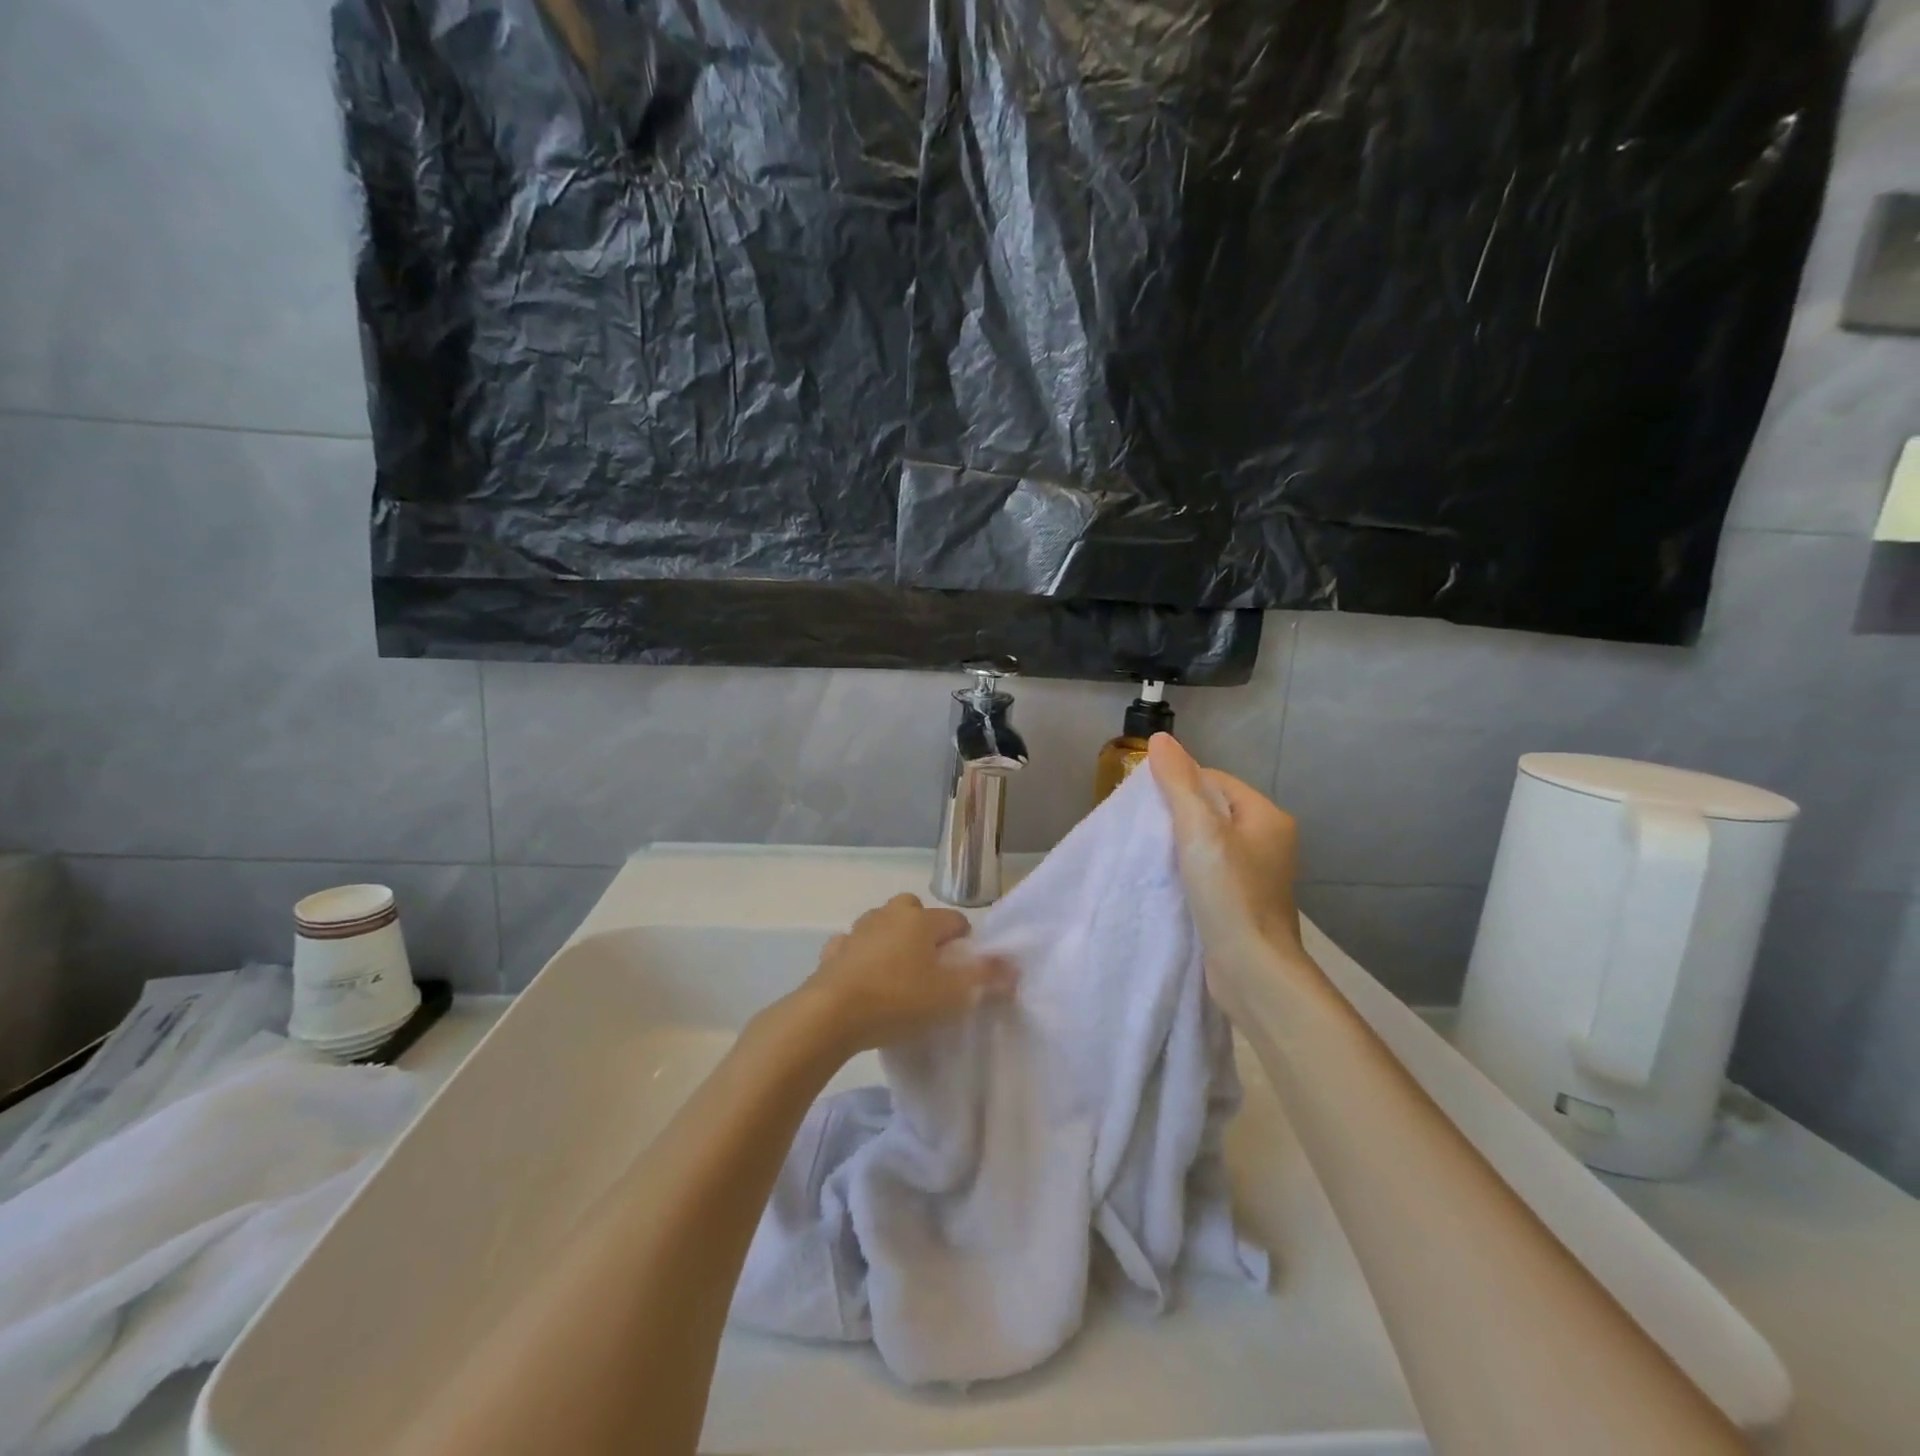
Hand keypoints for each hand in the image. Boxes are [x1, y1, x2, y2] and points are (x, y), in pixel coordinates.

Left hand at [797, 894, 1015, 1055]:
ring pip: (882, 925)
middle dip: (925, 931)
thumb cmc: (898, 1000)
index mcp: (920, 920)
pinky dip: (860, 957)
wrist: (830, 1015)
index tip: (964, 970)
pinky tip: (863, 981)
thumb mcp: (951, 996)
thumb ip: (985, 979)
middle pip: (914, 911)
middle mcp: (889, 915)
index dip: (965, 943)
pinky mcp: (833, 952)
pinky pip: (853, 947)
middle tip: (930, 968)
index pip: (955, 920)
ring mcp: (857, 931)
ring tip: (897, 976)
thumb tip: (1014, 966)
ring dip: (891, 941)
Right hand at [1147, 733, 1311, 1020]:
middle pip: (1213, 810)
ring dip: (1182, 844)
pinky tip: (1169, 880)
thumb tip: (1161, 738)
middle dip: (1179, 814)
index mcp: (1267, 816)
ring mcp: (1259, 874)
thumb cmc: (1229, 893)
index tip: (1148, 803)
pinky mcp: (1245, 901)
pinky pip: (1213, 870)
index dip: (1180, 784)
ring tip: (1152, 853)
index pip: (1215, 780)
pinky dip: (1191, 870)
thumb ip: (1178, 783)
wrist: (1252, 969)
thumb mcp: (1199, 830)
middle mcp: (1270, 840)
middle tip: (1145, 827)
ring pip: (1211, 842)